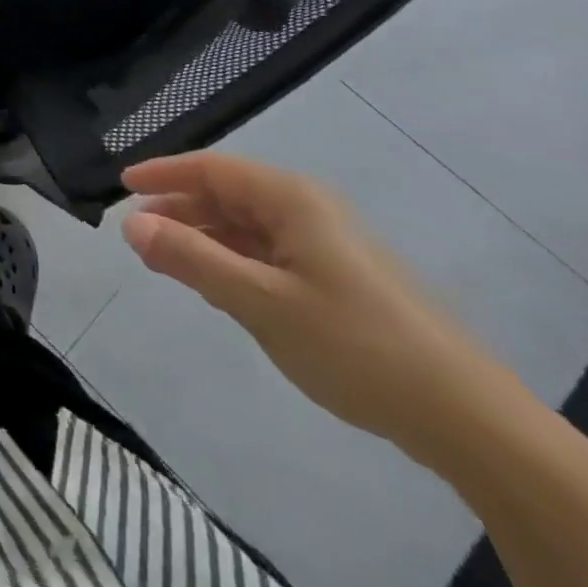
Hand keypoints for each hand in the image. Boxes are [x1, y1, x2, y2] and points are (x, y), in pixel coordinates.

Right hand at [120, 152, 508, 460]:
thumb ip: (190, 259)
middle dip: (179, 209)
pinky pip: (268, 253)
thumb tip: (130, 224)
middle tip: (137, 234)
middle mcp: (307, 209)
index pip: (211, 169)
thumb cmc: (355, 345)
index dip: (162, 173)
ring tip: (165, 262)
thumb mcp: (260, 302)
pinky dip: (232, 261)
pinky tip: (216, 286)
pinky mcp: (337, 277)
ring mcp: (325, 243)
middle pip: (227, 194)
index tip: (121, 185)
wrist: (466, 417)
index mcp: (290, 199)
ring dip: (203, 238)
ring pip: (246, 226)